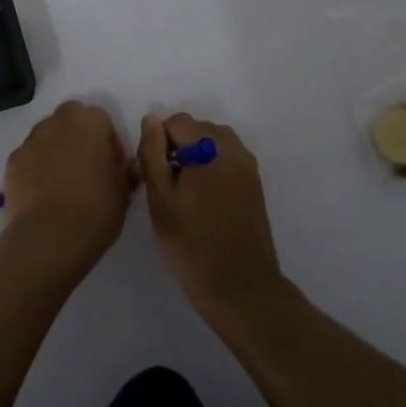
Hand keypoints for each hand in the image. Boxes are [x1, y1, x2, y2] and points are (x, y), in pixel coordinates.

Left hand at [0, 100, 134, 282]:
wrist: (50, 237)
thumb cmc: (96, 208)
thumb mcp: (124, 191)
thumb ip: (125, 171)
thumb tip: (126, 167)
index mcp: (89, 121)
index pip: (102, 119)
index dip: (108, 142)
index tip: (111, 166)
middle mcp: (57, 122)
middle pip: (70, 119)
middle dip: (78, 137)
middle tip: (86, 168)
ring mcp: (31, 140)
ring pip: (47, 136)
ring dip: (55, 150)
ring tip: (62, 184)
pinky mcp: (12, 162)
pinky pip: (29, 158)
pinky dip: (35, 169)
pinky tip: (42, 195)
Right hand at [137, 113, 284, 327]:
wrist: (240, 287)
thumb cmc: (192, 244)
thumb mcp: (160, 199)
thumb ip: (153, 153)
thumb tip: (151, 119)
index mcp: (211, 147)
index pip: (176, 122)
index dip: (158, 143)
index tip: (153, 176)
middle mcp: (234, 148)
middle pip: (197, 129)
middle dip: (177, 148)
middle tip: (166, 188)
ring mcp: (248, 166)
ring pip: (213, 144)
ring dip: (195, 158)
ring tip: (184, 195)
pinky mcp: (255, 184)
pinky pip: (227, 161)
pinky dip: (211, 170)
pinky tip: (203, 203)